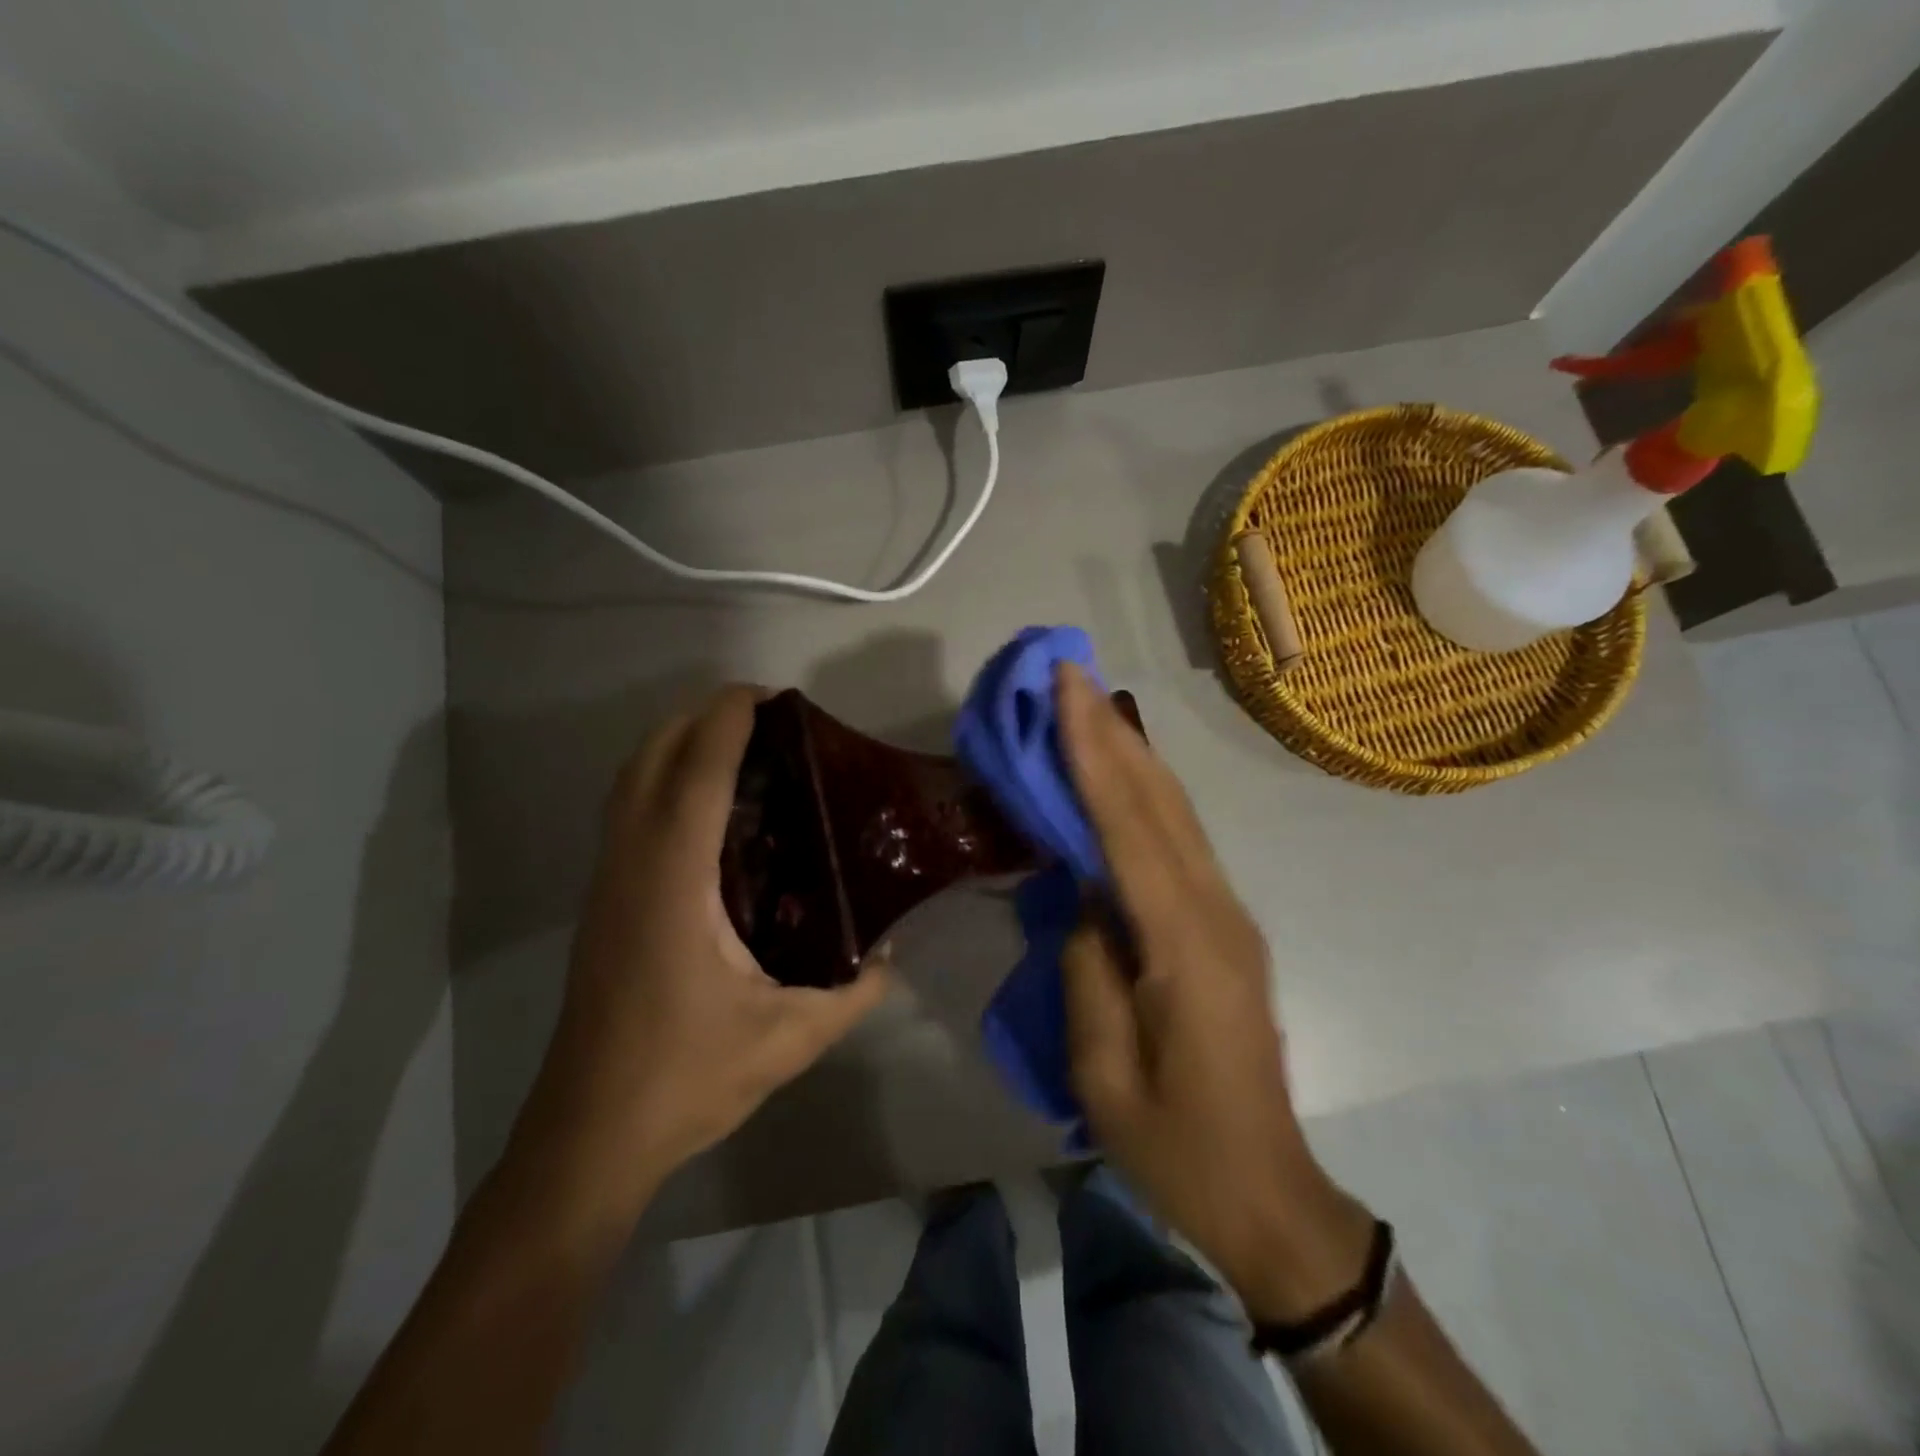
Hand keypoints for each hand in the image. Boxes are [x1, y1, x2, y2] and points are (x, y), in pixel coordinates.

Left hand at [512, 686, 890, 1220]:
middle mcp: (632, 866)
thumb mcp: (790, 1038)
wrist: (590, 1134)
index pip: (697, 775)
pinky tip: (707, 809)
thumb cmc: (686, 1078)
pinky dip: (661, 780)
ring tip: (738, 746)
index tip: (767, 695)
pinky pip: (627, 811)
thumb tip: (891, 956)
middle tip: (764, 718)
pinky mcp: (603, 901)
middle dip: (699, 718)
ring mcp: (608, 882)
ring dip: (675, 744)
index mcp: (674, 883)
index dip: (728, 722)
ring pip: (629, 782)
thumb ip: (853, 992)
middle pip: (650, 759)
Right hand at [1055, 664, 1370, 1320]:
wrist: (1269, 1192)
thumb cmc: (1177, 1146)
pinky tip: (1119, 777)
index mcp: (1184, 946)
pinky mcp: (1225, 927)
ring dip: (1130, 754)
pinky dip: (1144, 797)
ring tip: (1087, 707)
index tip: (1065, 689)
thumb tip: (1083, 894)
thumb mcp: (1104, 1073)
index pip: (1127, 827)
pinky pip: (1179, 844)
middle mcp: (1216, 911)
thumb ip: (1088, 968)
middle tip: (1068, 675)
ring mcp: (1229, 916)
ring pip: (1176, 814)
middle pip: (1159, 802)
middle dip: (1111, 731)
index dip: (1092, 752)